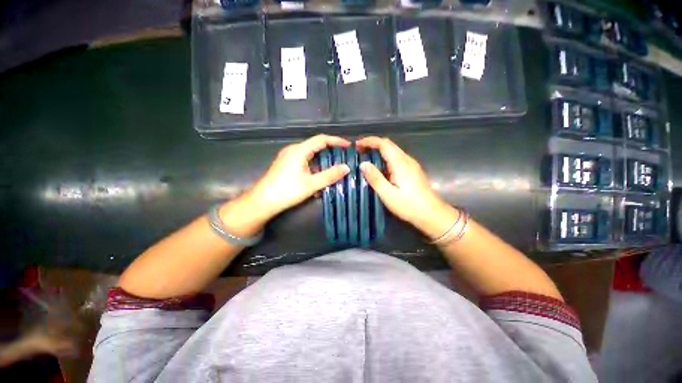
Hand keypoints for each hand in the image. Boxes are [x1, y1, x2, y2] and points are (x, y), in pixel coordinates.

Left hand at [245, 134, 350, 222]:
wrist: (262, 202)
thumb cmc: (287, 191)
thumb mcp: (311, 184)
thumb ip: (330, 175)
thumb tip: (346, 168)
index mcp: (299, 150)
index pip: (321, 139)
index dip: (336, 141)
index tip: (348, 146)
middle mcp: (293, 150)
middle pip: (316, 146)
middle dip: (331, 152)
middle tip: (343, 159)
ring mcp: (289, 157)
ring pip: (311, 155)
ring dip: (323, 162)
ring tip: (334, 171)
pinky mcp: (287, 165)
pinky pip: (305, 162)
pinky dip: (314, 168)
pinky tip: (319, 180)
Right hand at [356, 136, 458, 239]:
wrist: (433, 214)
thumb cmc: (409, 206)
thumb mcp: (388, 194)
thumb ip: (375, 178)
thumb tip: (363, 164)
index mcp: (400, 163)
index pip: (384, 144)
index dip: (369, 141)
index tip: (357, 144)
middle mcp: (407, 160)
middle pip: (389, 145)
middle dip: (373, 144)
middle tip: (359, 150)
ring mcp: (411, 165)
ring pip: (393, 151)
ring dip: (379, 150)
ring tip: (366, 157)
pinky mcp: (413, 171)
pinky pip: (397, 158)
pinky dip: (385, 157)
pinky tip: (380, 167)